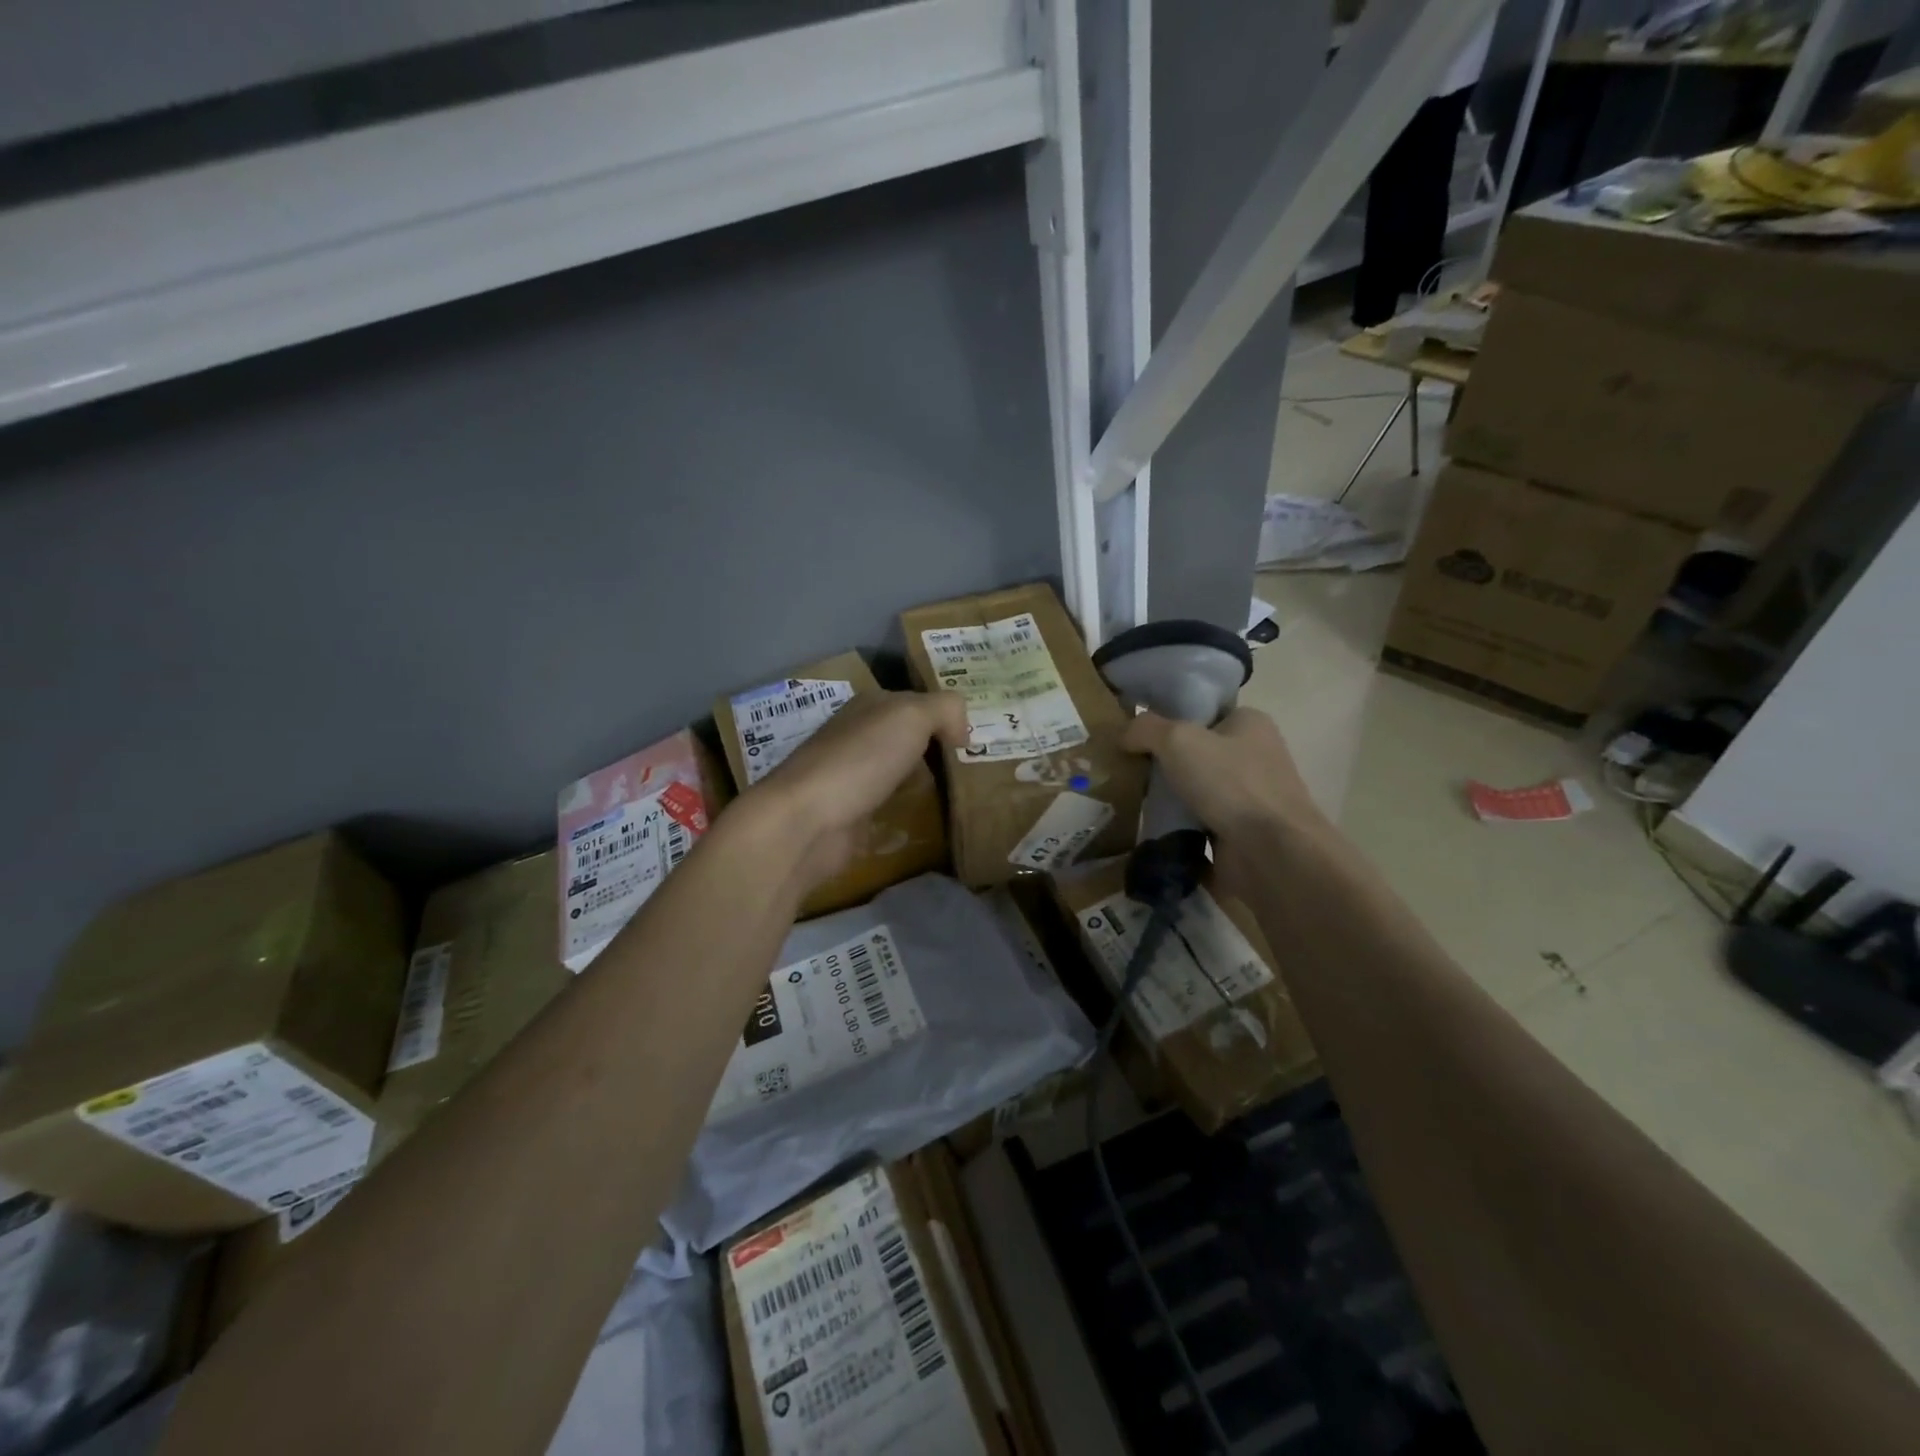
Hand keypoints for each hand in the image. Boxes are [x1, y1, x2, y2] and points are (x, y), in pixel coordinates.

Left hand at [746, 690, 967, 889]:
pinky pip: (889, 812)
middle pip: (907, 740)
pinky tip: (933, 824)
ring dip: (924, 783)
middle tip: (980, 768)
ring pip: (899, 775)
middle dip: (938, 750)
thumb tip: (963, 729)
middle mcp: (859, 738)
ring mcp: (853, 779)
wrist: (807, 821)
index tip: (977, 738)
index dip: (945, 716)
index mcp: (869, 707)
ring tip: (964, 797)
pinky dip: (908, 816)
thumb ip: (945, 710)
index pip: (916, 703)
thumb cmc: (860, 759)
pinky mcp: (852, 818)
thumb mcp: (911, 716)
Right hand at [1121, 708, 1329, 896]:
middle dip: (1164, 765)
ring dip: (1169, 802)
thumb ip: (1145, 728)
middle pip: (1197, 755)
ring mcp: (1250, 800)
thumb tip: (1124, 734)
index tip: (1135, 736)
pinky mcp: (1241, 836)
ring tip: (1132, 803)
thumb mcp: (1178, 739)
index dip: (1169, 721)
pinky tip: (1149, 834)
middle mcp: (1255, 758)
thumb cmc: (1230, 783)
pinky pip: (1199, 828)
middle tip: (1128, 771)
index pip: (1204, 714)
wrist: (1272, 853)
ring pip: (1196, 793)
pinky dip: (1177, 833)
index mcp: (1250, 724)